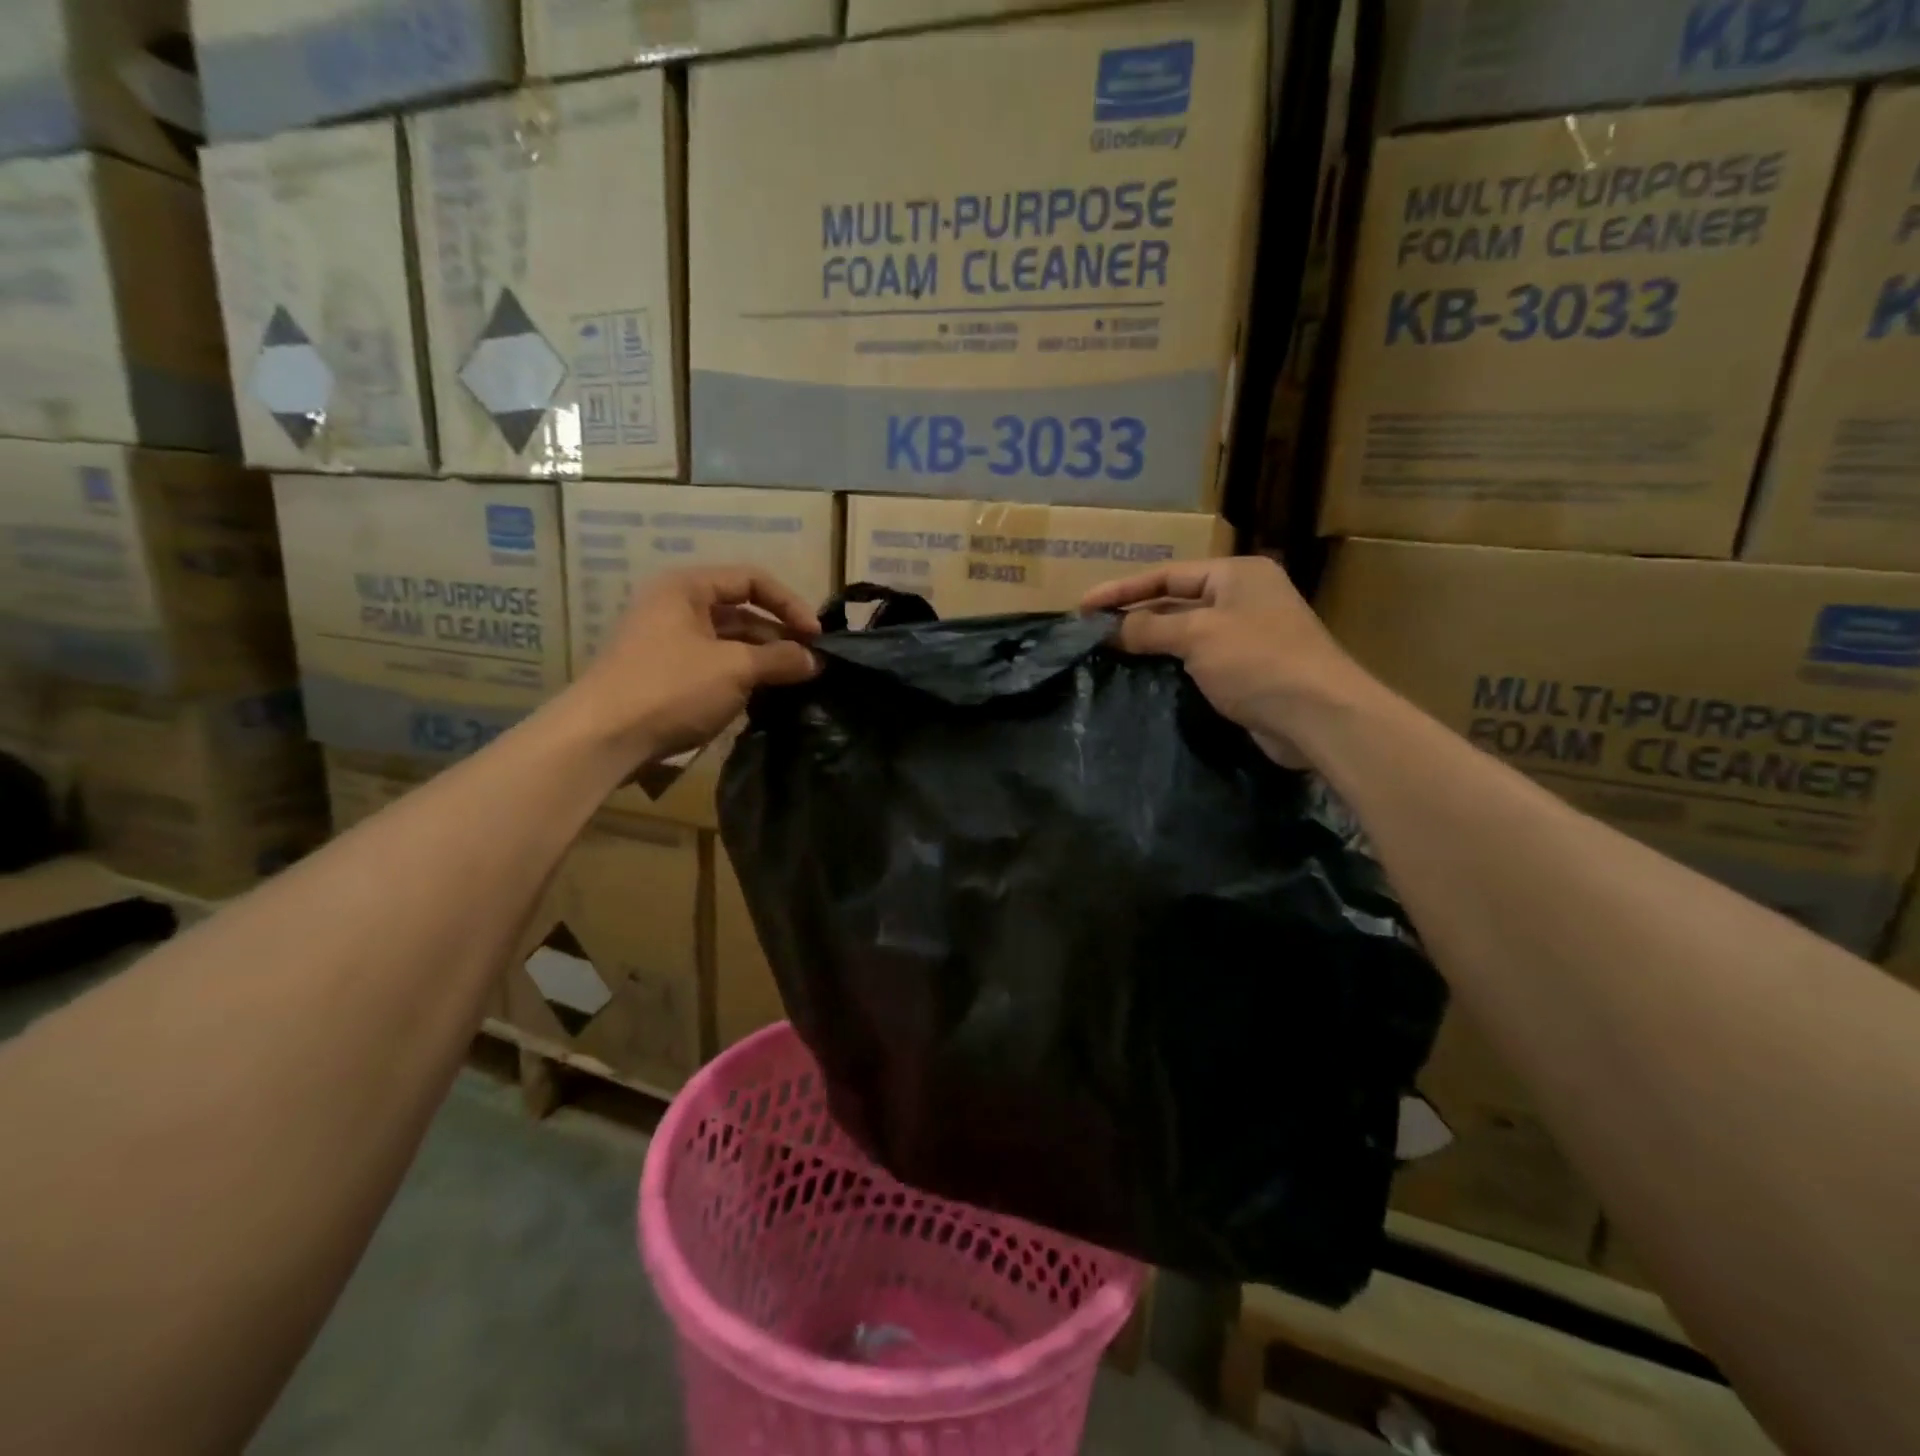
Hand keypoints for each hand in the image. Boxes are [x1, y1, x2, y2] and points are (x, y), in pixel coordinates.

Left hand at [569, 565, 820, 762]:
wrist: (602, 738)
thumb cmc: (671, 688)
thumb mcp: (734, 669)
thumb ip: (780, 659)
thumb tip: (814, 660)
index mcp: (687, 588)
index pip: (752, 579)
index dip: (789, 604)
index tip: (815, 637)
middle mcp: (676, 607)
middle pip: (741, 611)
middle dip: (778, 636)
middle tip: (809, 665)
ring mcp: (668, 642)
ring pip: (729, 642)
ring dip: (762, 660)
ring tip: (791, 684)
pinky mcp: (665, 675)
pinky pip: (714, 666)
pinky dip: (741, 677)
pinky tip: (762, 698)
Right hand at [1081, 557, 1376, 760]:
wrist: (1318, 716)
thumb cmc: (1258, 661)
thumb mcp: (1198, 636)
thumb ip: (1149, 628)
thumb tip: (1109, 628)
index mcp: (1237, 574)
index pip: (1168, 575)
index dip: (1123, 590)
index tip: (1084, 606)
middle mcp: (1244, 598)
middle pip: (1176, 601)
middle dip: (1135, 614)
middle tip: (1092, 630)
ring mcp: (1248, 635)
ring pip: (1187, 632)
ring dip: (1151, 641)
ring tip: (1108, 651)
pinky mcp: (1248, 670)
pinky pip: (1199, 659)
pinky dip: (1172, 663)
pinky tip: (1143, 674)